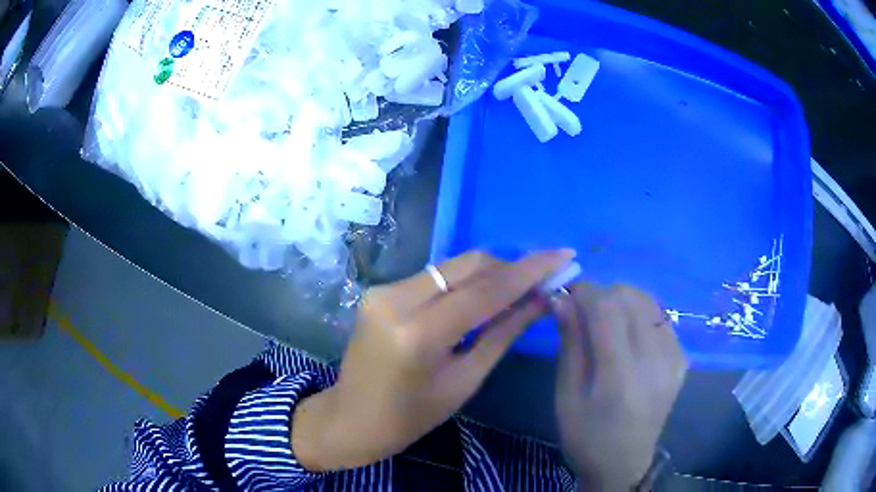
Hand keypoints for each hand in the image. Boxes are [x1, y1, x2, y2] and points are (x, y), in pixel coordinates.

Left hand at [292, 249, 574, 470]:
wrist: (351, 418)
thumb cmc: (411, 417)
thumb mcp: (464, 381)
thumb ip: (503, 334)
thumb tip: (541, 300)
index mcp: (418, 334)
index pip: (485, 290)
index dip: (529, 270)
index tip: (563, 255)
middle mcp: (396, 299)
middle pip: (468, 264)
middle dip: (510, 267)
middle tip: (542, 279)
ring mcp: (383, 290)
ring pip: (452, 267)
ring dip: (488, 274)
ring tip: (517, 291)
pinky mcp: (380, 290)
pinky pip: (434, 277)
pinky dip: (463, 283)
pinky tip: (481, 299)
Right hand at [551, 285, 687, 489]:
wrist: (624, 464)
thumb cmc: (585, 437)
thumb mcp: (566, 396)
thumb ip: (569, 344)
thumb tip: (561, 298)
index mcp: (620, 379)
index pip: (607, 311)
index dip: (586, 292)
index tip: (568, 294)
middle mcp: (655, 363)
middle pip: (631, 299)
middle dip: (603, 294)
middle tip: (583, 312)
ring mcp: (673, 360)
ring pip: (649, 302)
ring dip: (623, 301)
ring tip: (605, 321)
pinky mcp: (681, 360)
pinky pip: (661, 318)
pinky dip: (640, 314)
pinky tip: (628, 334)